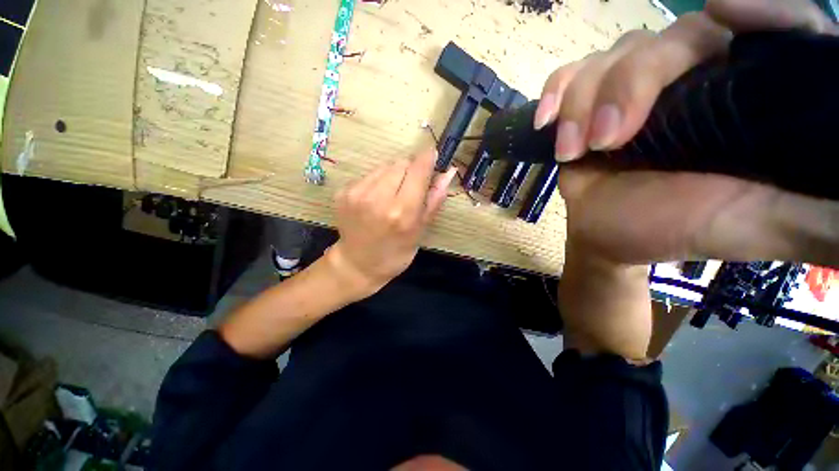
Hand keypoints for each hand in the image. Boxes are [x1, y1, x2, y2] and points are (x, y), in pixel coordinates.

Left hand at [328, 148, 457, 294]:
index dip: (427, 159)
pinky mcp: (343, 191)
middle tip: (410, 189)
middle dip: (410, 171)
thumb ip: (434, 199)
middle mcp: (378, 198)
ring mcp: (357, 193)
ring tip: (392, 196)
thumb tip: (449, 172)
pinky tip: (376, 199)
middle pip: (401, 163)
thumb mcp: (420, 231)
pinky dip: (377, 181)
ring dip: (393, 175)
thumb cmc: (396, 253)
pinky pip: (369, 174)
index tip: (433, 156)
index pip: (418, 170)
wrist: (357, 264)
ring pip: (384, 166)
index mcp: (402, 211)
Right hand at [535, 0, 838, 266]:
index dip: (761, 11)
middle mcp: (698, 74)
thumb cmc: (686, 229)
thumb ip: (821, 216)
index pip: (776, 24)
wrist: (613, 233)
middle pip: (673, 37)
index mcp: (751, 93)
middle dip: (633, 83)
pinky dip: (555, 93)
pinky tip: (547, 121)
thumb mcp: (767, 225)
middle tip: (609, 140)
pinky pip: (569, 76)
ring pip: (612, 56)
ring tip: (576, 149)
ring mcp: (635, 86)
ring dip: (584, 102)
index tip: (726, 16)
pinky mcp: (588, 105)